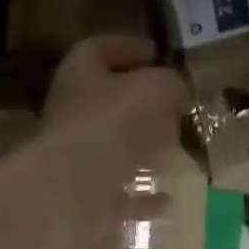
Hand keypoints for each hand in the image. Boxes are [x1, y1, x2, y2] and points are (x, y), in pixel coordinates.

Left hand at [35, 35, 188, 248]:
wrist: (72, 192)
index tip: (160, 57)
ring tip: (174, 152)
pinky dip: (143, 198)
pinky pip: (121, 197)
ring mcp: (79, 160)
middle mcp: (74, 115)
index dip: (131, 49)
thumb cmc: (110, 124)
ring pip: (114, 151)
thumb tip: (176, 92)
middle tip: (174, 110)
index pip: (102, 49)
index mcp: (80, 75)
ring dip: (142, 152)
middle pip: (109, 104)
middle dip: (142, 106)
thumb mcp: (153, 88)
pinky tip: (166, 200)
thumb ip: (169, 84)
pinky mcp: (88, 199)